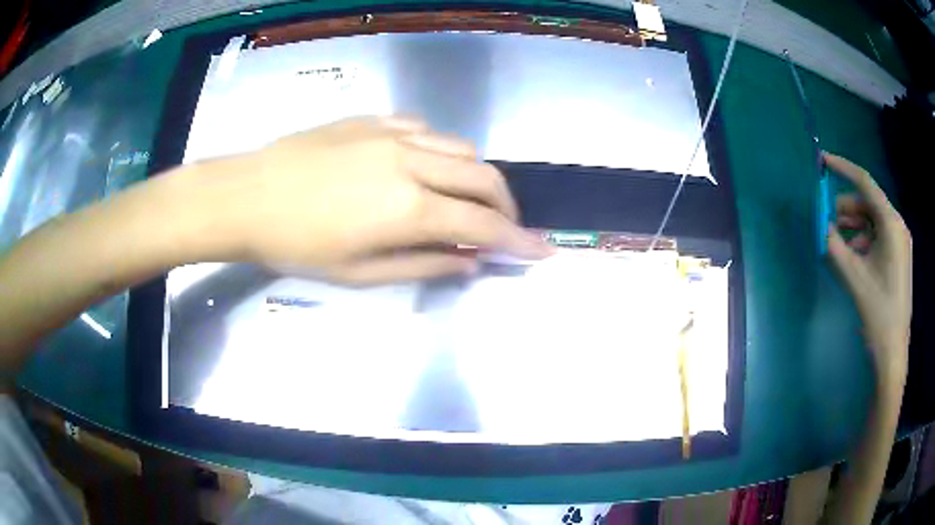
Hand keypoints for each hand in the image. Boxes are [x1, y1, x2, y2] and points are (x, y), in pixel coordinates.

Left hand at [196, 116, 550, 284]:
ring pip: (460, 147)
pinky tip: (427, 167)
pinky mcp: (374, 120)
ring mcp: (393, 134)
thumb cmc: (297, 245)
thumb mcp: (359, 273)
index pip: (483, 224)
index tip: (542, 250)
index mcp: (408, 207)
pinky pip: (426, 129)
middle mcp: (412, 161)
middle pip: (483, 177)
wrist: (248, 195)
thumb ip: (422, 266)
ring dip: (477, 176)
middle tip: (504, 227)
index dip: (518, 240)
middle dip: (506, 204)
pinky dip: (441, 151)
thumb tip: (468, 262)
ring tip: (467, 199)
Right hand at [825, 152, 911, 376]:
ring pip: (871, 220)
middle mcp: (897, 225)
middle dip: (846, 210)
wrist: (893, 351)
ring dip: (853, 227)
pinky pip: (877, 235)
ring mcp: (899, 241)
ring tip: (838, 245)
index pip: (865, 183)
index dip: (842, 168)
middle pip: (868, 203)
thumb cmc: (877, 312)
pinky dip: (862, 240)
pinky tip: (852, 257)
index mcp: (891, 224)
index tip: (822, 161)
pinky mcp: (898, 254)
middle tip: (827, 223)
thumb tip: (820, 224)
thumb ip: (834, 245)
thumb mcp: (853, 277)